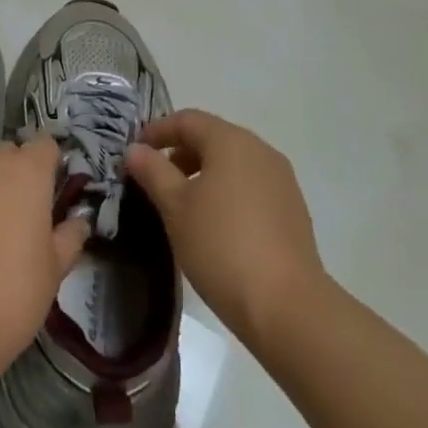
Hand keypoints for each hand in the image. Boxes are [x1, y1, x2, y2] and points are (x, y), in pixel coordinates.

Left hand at [0, 138, 88, 372]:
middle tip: (23, 215)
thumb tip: (78, 220)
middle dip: (17, 173)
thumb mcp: (54, 270)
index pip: (45, 145)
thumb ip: (69, 237)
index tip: (53, 194)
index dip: (51, 165)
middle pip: (9, 153)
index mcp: (27, 172)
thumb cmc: (12, 293)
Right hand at [125, 110, 322, 351]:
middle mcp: (261, 151)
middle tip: (154, 179)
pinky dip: (227, 191)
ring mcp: (281, 180)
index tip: (135, 151)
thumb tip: (135, 149)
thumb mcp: (175, 207)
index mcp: (231, 141)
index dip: (157, 131)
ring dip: (204, 173)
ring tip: (181, 204)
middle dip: (180, 153)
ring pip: (233, 163)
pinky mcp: (293, 210)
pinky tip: (214, 223)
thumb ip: (152, 171)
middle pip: (213, 138)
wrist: (287, 307)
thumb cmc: (221, 246)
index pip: (187, 120)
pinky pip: (251, 186)